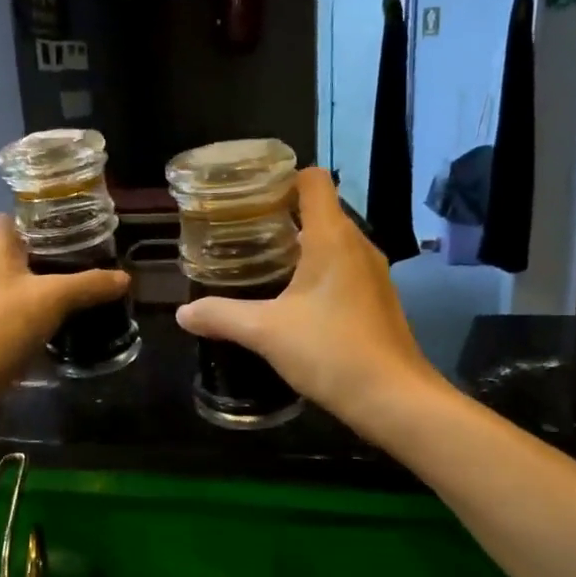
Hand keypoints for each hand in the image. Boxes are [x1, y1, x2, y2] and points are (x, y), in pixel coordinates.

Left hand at [0, 214, 130, 389]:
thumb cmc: (6, 322)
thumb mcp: (56, 299)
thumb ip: (91, 284)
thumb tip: (125, 278)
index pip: (16, 217)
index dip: (42, 224)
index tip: (71, 237)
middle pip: (12, 248)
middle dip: (41, 255)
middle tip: (75, 266)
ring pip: (5, 276)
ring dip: (29, 283)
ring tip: (63, 292)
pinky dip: (18, 305)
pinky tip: (41, 318)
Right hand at [176, 167, 437, 428]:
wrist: (392, 398)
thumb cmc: (330, 351)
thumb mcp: (265, 332)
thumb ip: (221, 316)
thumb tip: (183, 314)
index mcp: (333, 237)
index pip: (313, 180)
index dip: (281, 178)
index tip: (248, 197)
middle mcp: (358, 245)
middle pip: (319, 210)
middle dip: (280, 216)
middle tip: (240, 234)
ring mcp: (372, 274)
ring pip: (331, 243)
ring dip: (298, 248)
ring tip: (259, 265)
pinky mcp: (377, 300)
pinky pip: (342, 270)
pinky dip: (316, 273)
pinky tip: (291, 301)